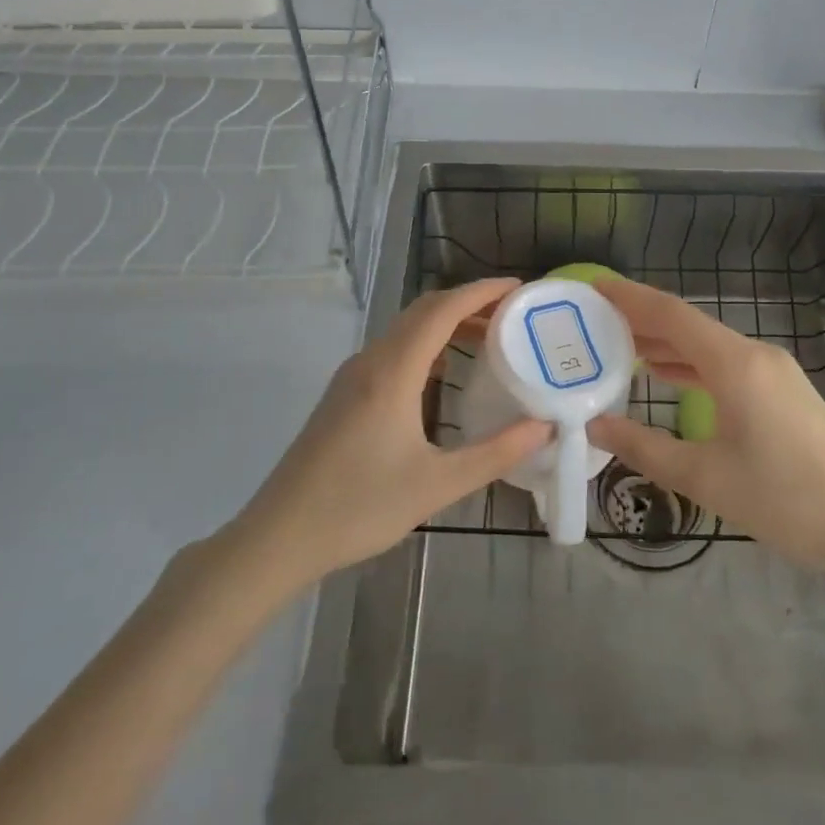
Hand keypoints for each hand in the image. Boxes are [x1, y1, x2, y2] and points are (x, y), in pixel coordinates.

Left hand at [229, 278, 550, 590]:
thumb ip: (495, 454)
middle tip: (512, 315)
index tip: (519, 288)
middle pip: (423, 311)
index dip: (482, 292)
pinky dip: (426, 344)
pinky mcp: (344, 393)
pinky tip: (444, 373)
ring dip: (446, 323)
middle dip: (469, 303)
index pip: (443, 310)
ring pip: (405, 329)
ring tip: (488, 338)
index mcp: (393, 372)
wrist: (280, 536)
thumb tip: (544, 427)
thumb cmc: (360, 507)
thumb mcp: (437, 485)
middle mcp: (371, 361)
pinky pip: (392, 349)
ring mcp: (352, 375)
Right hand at [586, 277, 824, 587]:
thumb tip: (594, 425)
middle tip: (593, 321)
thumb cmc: (785, 499)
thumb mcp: (705, 478)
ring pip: (707, 345)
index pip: (671, 314)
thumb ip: (644, 447)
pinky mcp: (782, 392)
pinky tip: (666, 375)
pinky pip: (724, 364)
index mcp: (734, 363)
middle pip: (688, 325)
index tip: (593, 286)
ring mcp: (773, 372)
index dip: (629, 297)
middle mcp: (754, 355)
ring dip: (665, 344)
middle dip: (640, 320)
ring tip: (618, 346)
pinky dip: (689, 364)